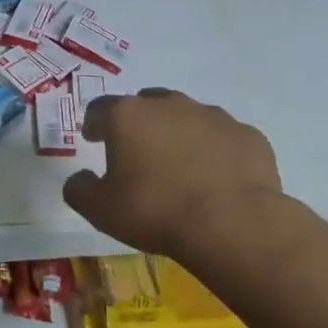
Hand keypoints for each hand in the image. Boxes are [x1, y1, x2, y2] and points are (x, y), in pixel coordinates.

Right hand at [63, 89, 282, 258]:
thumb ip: (79, 189)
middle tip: (138, 152)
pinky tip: (215, 179)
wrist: (232, 224)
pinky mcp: (247, 135)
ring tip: (180, 167)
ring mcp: (213, 116)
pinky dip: (215, 151)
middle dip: (139, 123)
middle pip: (147, 104)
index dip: (94, 123)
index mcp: (128, 116)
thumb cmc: (154, 211)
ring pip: (188, 117)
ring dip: (179, 134)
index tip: (93, 139)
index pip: (100, 108)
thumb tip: (80, 179)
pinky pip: (223, 138)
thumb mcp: (100, 210)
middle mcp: (169, 105)